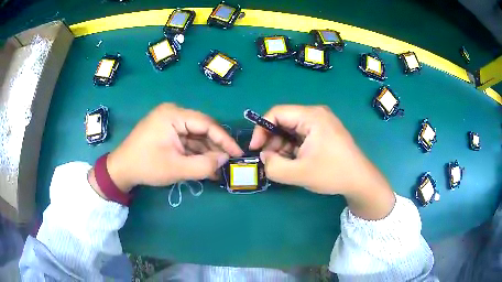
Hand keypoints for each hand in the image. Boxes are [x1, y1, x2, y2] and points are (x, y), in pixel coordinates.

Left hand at [97, 104, 243, 192]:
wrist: (121, 170)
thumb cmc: (146, 166)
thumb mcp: (177, 169)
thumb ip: (204, 165)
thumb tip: (226, 160)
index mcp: (173, 114)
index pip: (206, 123)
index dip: (224, 139)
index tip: (238, 153)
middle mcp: (173, 113)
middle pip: (201, 129)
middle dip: (215, 147)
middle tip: (229, 163)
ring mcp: (169, 122)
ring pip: (195, 136)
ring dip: (206, 152)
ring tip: (219, 169)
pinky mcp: (167, 131)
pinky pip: (186, 140)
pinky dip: (196, 153)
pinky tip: (206, 166)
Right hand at [249, 105, 394, 219]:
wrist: (360, 180)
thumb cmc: (333, 173)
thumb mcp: (300, 173)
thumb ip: (274, 167)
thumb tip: (264, 158)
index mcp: (312, 116)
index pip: (277, 113)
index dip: (261, 129)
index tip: (255, 149)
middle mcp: (316, 114)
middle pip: (284, 121)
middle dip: (272, 141)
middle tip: (270, 160)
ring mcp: (321, 123)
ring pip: (291, 130)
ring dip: (282, 146)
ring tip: (284, 165)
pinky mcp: (323, 132)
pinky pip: (300, 136)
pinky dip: (292, 148)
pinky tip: (294, 162)